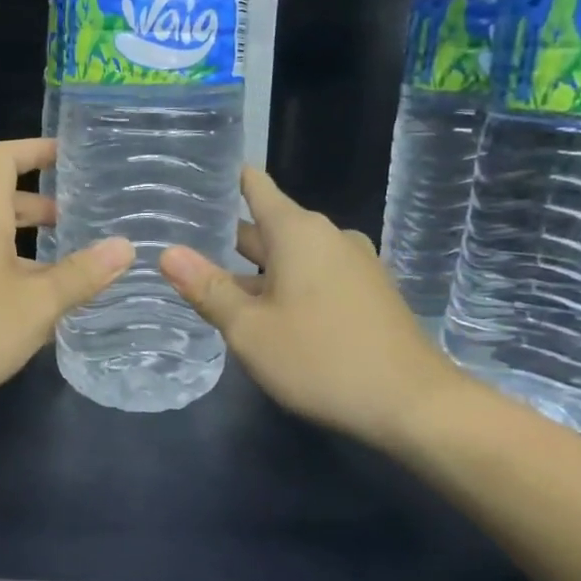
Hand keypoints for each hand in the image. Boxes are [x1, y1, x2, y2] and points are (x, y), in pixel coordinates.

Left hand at [0, 138, 132, 429]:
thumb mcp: (36, 305)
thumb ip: (81, 275)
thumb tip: (124, 246)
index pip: (3, 159)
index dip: (36, 149)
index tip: (68, 156)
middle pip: (1, 204)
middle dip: (42, 211)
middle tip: (80, 228)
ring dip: (27, 252)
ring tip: (66, 278)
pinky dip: (6, 279)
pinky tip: (28, 316)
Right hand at [157, 167, 471, 448]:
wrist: (413, 404)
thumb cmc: (322, 359)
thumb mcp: (251, 330)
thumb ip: (208, 289)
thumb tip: (168, 252)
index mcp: (298, 231)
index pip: (254, 186)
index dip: (223, 178)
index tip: (190, 176)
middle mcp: (328, 237)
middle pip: (268, 225)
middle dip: (228, 234)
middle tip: (182, 239)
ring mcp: (353, 264)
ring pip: (291, 256)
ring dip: (256, 267)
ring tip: (213, 279)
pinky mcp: (368, 292)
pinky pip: (315, 275)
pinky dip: (285, 283)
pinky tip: (264, 310)